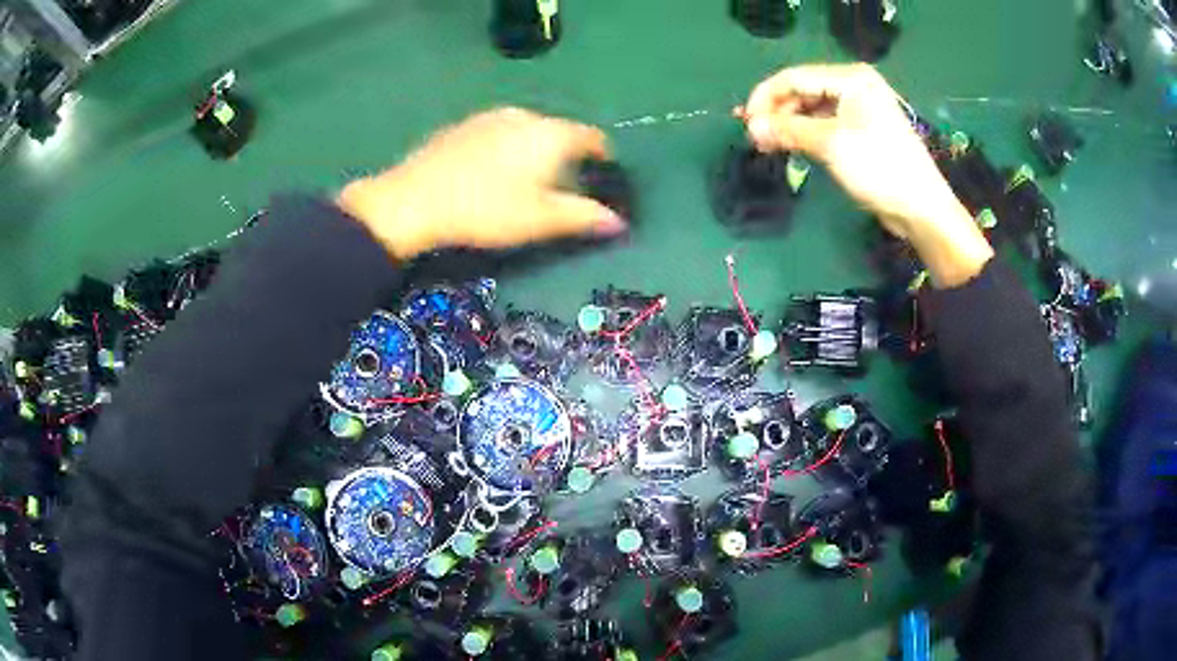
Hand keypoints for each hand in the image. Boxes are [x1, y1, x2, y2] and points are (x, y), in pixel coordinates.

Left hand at [338, 108, 625, 259]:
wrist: (413, 200)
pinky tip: (491, 171)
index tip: (604, 174)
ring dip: (535, 148)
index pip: (592, 137)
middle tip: (564, 183)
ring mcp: (490, 117)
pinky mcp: (463, 125)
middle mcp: (525, 115)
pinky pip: (499, 132)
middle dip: (567, 153)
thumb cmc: (486, 210)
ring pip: (527, 130)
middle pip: (559, 131)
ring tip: (526, 178)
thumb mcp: (540, 220)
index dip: (603, 155)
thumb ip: (584, 217)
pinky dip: (507, 147)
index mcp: (551, 134)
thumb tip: (619, 222)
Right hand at [738, 63, 992, 286]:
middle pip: (803, 92)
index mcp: (850, 79)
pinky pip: (824, 125)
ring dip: (788, 125)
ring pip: (811, 110)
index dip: (766, 97)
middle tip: (755, 137)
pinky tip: (790, 147)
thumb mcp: (831, 144)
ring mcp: (859, 109)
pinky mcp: (861, 131)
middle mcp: (854, 87)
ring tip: (767, 145)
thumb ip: (788, 130)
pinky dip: (805, 135)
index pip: (795, 77)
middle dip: (777, 112)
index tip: (745, 121)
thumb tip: (751, 127)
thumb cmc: (879, 168)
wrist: (921, 208)